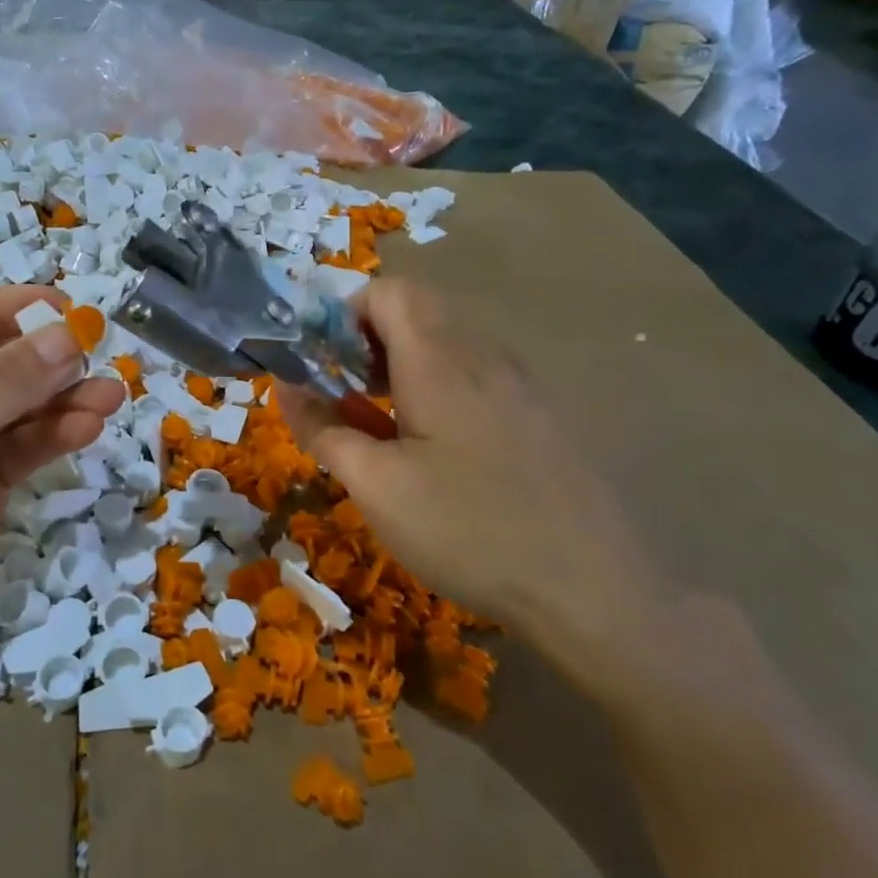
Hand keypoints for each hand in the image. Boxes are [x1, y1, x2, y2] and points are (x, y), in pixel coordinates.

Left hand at [0, 286, 124, 694]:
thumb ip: (5, 382)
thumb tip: (70, 333)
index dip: (7, 311)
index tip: (65, 305)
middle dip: (42, 359)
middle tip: (97, 349)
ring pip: (17, 408)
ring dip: (62, 399)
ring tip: (110, 394)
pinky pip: (25, 448)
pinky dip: (57, 435)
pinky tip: (90, 426)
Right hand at [278, 280, 662, 673]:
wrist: (593, 588)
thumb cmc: (468, 529)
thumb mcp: (375, 485)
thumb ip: (321, 427)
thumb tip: (285, 386)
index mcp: (439, 359)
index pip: (388, 290)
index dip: (345, 314)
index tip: (324, 366)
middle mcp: (483, 355)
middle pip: (417, 312)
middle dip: (368, 343)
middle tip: (346, 397)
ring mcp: (519, 383)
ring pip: (447, 345)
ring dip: (402, 368)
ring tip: (383, 428)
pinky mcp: (539, 414)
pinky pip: (475, 376)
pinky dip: (438, 390)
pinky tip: (436, 453)